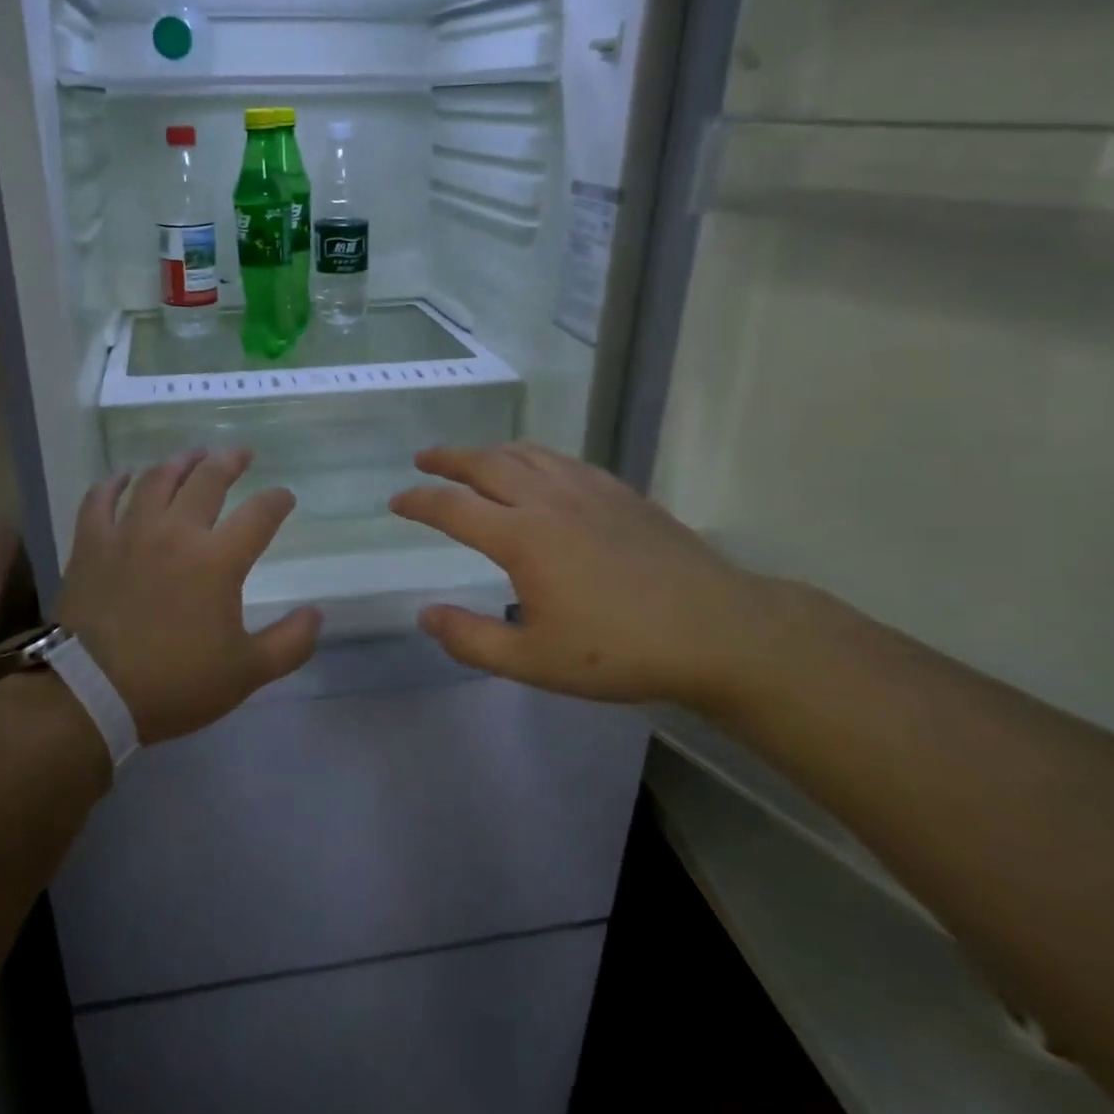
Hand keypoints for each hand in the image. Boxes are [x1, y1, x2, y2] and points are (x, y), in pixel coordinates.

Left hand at [55, 449, 321, 744]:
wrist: (90, 694)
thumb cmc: (173, 683)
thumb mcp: (246, 673)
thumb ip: (289, 643)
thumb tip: (317, 614)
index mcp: (218, 560)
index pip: (259, 514)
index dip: (277, 501)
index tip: (285, 498)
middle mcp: (176, 532)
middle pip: (207, 480)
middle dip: (230, 461)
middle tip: (241, 453)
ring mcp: (129, 533)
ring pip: (157, 480)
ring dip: (179, 462)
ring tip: (193, 455)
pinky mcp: (91, 544)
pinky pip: (100, 500)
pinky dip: (113, 483)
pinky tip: (123, 476)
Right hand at [389, 442, 784, 706]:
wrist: (716, 630)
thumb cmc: (619, 651)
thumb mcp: (533, 661)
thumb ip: (471, 639)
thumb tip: (425, 615)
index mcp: (521, 537)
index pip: (453, 508)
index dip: (419, 502)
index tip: (396, 501)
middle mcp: (548, 500)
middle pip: (486, 464)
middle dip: (448, 459)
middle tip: (424, 458)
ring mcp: (587, 490)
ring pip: (525, 454)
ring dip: (489, 451)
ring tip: (472, 458)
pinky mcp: (619, 492)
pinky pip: (562, 460)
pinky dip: (533, 456)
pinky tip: (537, 468)